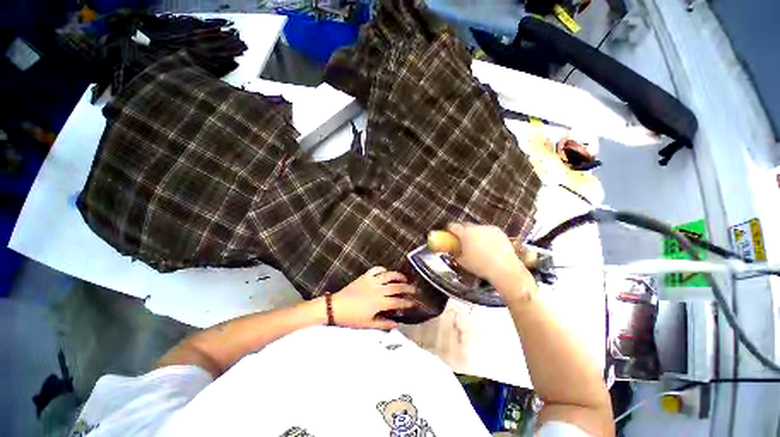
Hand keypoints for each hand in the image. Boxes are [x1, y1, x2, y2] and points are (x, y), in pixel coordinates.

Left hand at [331, 267, 416, 329]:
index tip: (415, 303)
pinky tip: (386, 272)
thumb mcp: (368, 324)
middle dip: (408, 288)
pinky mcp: (365, 276)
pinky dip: (383, 269)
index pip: (398, 301)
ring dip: (398, 276)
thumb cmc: (352, 318)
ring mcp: (371, 281)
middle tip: (415, 289)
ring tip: (404, 278)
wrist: (336, 307)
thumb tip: (396, 324)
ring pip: (389, 275)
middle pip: (397, 287)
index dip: (408, 302)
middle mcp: (378, 290)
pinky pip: (376, 269)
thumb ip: (383, 324)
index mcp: (379, 302)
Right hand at [446, 223, 536, 300]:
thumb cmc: (480, 266)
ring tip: (477, 243)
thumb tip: (455, 250)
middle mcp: (476, 228)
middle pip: (465, 224)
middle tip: (462, 238)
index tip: (448, 232)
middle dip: (462, 229)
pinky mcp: (498, 231)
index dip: (449, 228)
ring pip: (477, 228)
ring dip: (474, 233)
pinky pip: (488, 231)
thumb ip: (456, 253)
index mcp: (465, 234)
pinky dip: (485, 235)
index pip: (453, 226)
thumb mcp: (462, 261)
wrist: (504, 268)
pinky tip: (488, 245)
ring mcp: (488, 228)